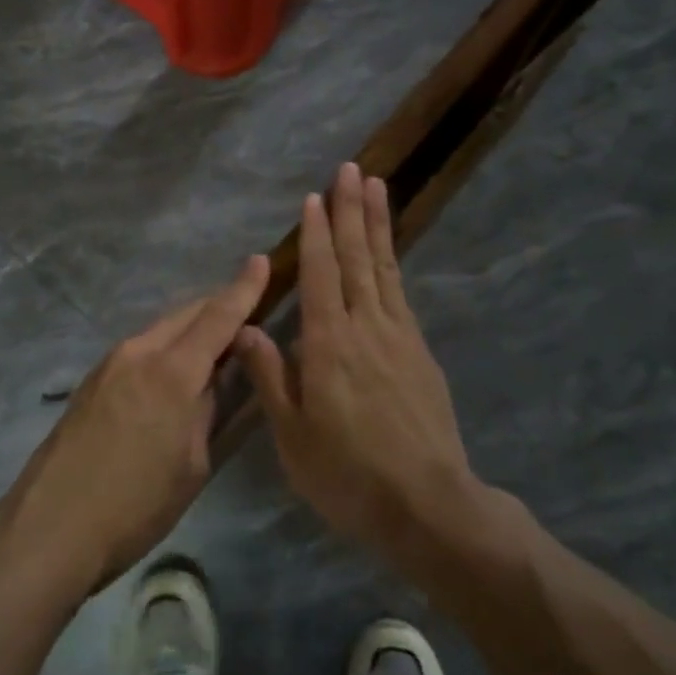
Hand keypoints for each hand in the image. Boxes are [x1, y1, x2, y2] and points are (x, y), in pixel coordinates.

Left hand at [0, 255, 269, 592]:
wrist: (48, 528)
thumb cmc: (134, 507)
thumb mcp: (191, 466)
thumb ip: (208, 413)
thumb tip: (214, 383)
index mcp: (172, 372)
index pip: (217, 317)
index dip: (243, 289)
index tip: (260, 261)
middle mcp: (139, 353)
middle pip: (186, 313)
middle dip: (218, 304)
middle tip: (248, 308)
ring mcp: (109, 364)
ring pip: (161, 328)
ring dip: (191, 326)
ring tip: (217, 340)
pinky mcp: (91, 381)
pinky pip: (140, 348)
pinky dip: (166, 345)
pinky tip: (175, 368)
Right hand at [237, 164, 479, 559]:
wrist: (428, 505)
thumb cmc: (348, 475)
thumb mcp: (293, 437)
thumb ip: (271, 377)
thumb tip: (248, 330)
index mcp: (329, 346)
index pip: (322, 276)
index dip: (318, 234)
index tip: (315, 197)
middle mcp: (367, 329)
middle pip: (358, 259)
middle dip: (352, 211)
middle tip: (353, 169)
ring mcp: (400, 338)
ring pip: (385, 269)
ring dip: (378, 226)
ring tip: (378, 188)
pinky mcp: (421, 354)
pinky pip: (402, 295)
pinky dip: (393, 265)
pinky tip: (388, 255)